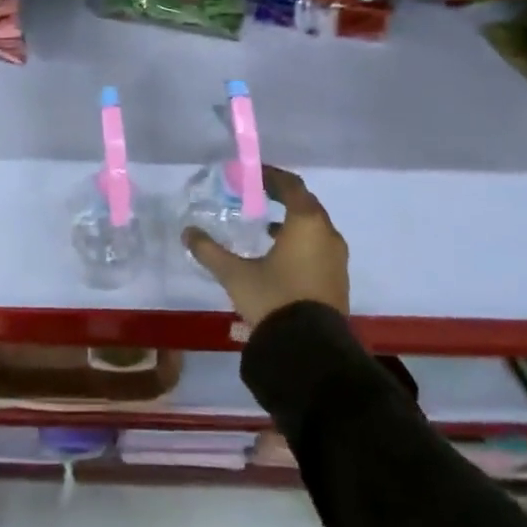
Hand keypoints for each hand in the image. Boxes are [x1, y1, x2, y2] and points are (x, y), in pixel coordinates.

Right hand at [184, 166, 349, 328]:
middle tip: (258, 195)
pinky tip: (280, 255)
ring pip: (315, 227)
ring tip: (266, 226)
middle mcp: (327, 234)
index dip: (271, 176)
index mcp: (306, 222)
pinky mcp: (338, 280)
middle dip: (283, 196)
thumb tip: (187, 232)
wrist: (311, 351)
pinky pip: (320, 247)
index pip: (291, 185)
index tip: (253, 175)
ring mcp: (337, 258)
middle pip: (306, 203)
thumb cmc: (274, 299)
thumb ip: (210, 251)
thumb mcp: (235, 274)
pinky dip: (302, 241)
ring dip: (293, 220)